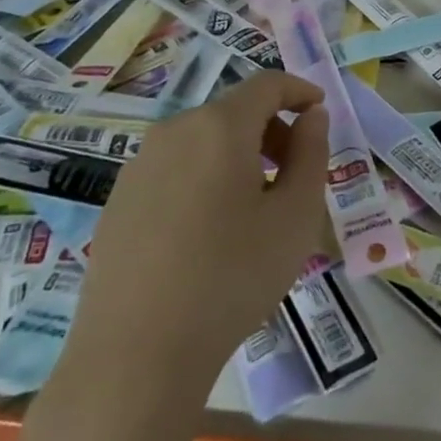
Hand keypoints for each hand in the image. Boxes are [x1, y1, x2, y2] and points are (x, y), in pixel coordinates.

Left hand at [72, 72, 331, 375]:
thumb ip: (312, 154)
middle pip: (234, 111)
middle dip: (272, 129)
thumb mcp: (295, 215)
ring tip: (256, 206)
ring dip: (239, 155)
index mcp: (220, 126)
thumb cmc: (232, 277)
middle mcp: (174, 132)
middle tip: (296, 172)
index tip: (321, 112)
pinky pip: (175, 169)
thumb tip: (312, 116)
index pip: (267, 84)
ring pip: (203, 141)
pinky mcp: (119, 201)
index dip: (300, 90)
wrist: (135, 356)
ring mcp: (139, 166)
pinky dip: (206, 177)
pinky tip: (211, 231)